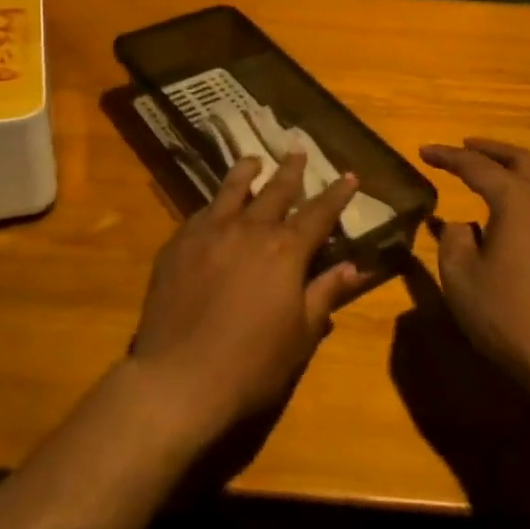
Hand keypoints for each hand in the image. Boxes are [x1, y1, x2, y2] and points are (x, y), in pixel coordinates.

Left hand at [129, 151, 359, 436]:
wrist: (178, 377)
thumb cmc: (251, 364)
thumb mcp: (300, 335)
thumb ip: (324, 294)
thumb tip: (352, 267)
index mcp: (285, 250)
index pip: (319, 213)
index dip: (337, 194)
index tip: (349, 176)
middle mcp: (249, 229)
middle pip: (275, 191)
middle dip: (291, 171)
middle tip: (297, 151)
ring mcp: (209, 232)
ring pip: (232, 190)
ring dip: (247, 172)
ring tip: (253, 160)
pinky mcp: (177, 244)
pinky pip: (201, 213)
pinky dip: (215, 205)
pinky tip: (214, 207)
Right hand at [419, 139, 529, 404]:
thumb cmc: (508, 313)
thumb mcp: (461, 276)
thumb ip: (454, 240)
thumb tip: (463, 225)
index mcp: (516, 200)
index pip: (477, 166)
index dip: (447, 156)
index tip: (424, 151)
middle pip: (520, 160)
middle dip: (490, 149)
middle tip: (465, 146)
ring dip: (512, 172)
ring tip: (487, 178)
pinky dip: (525, 197)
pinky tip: (511, 218)